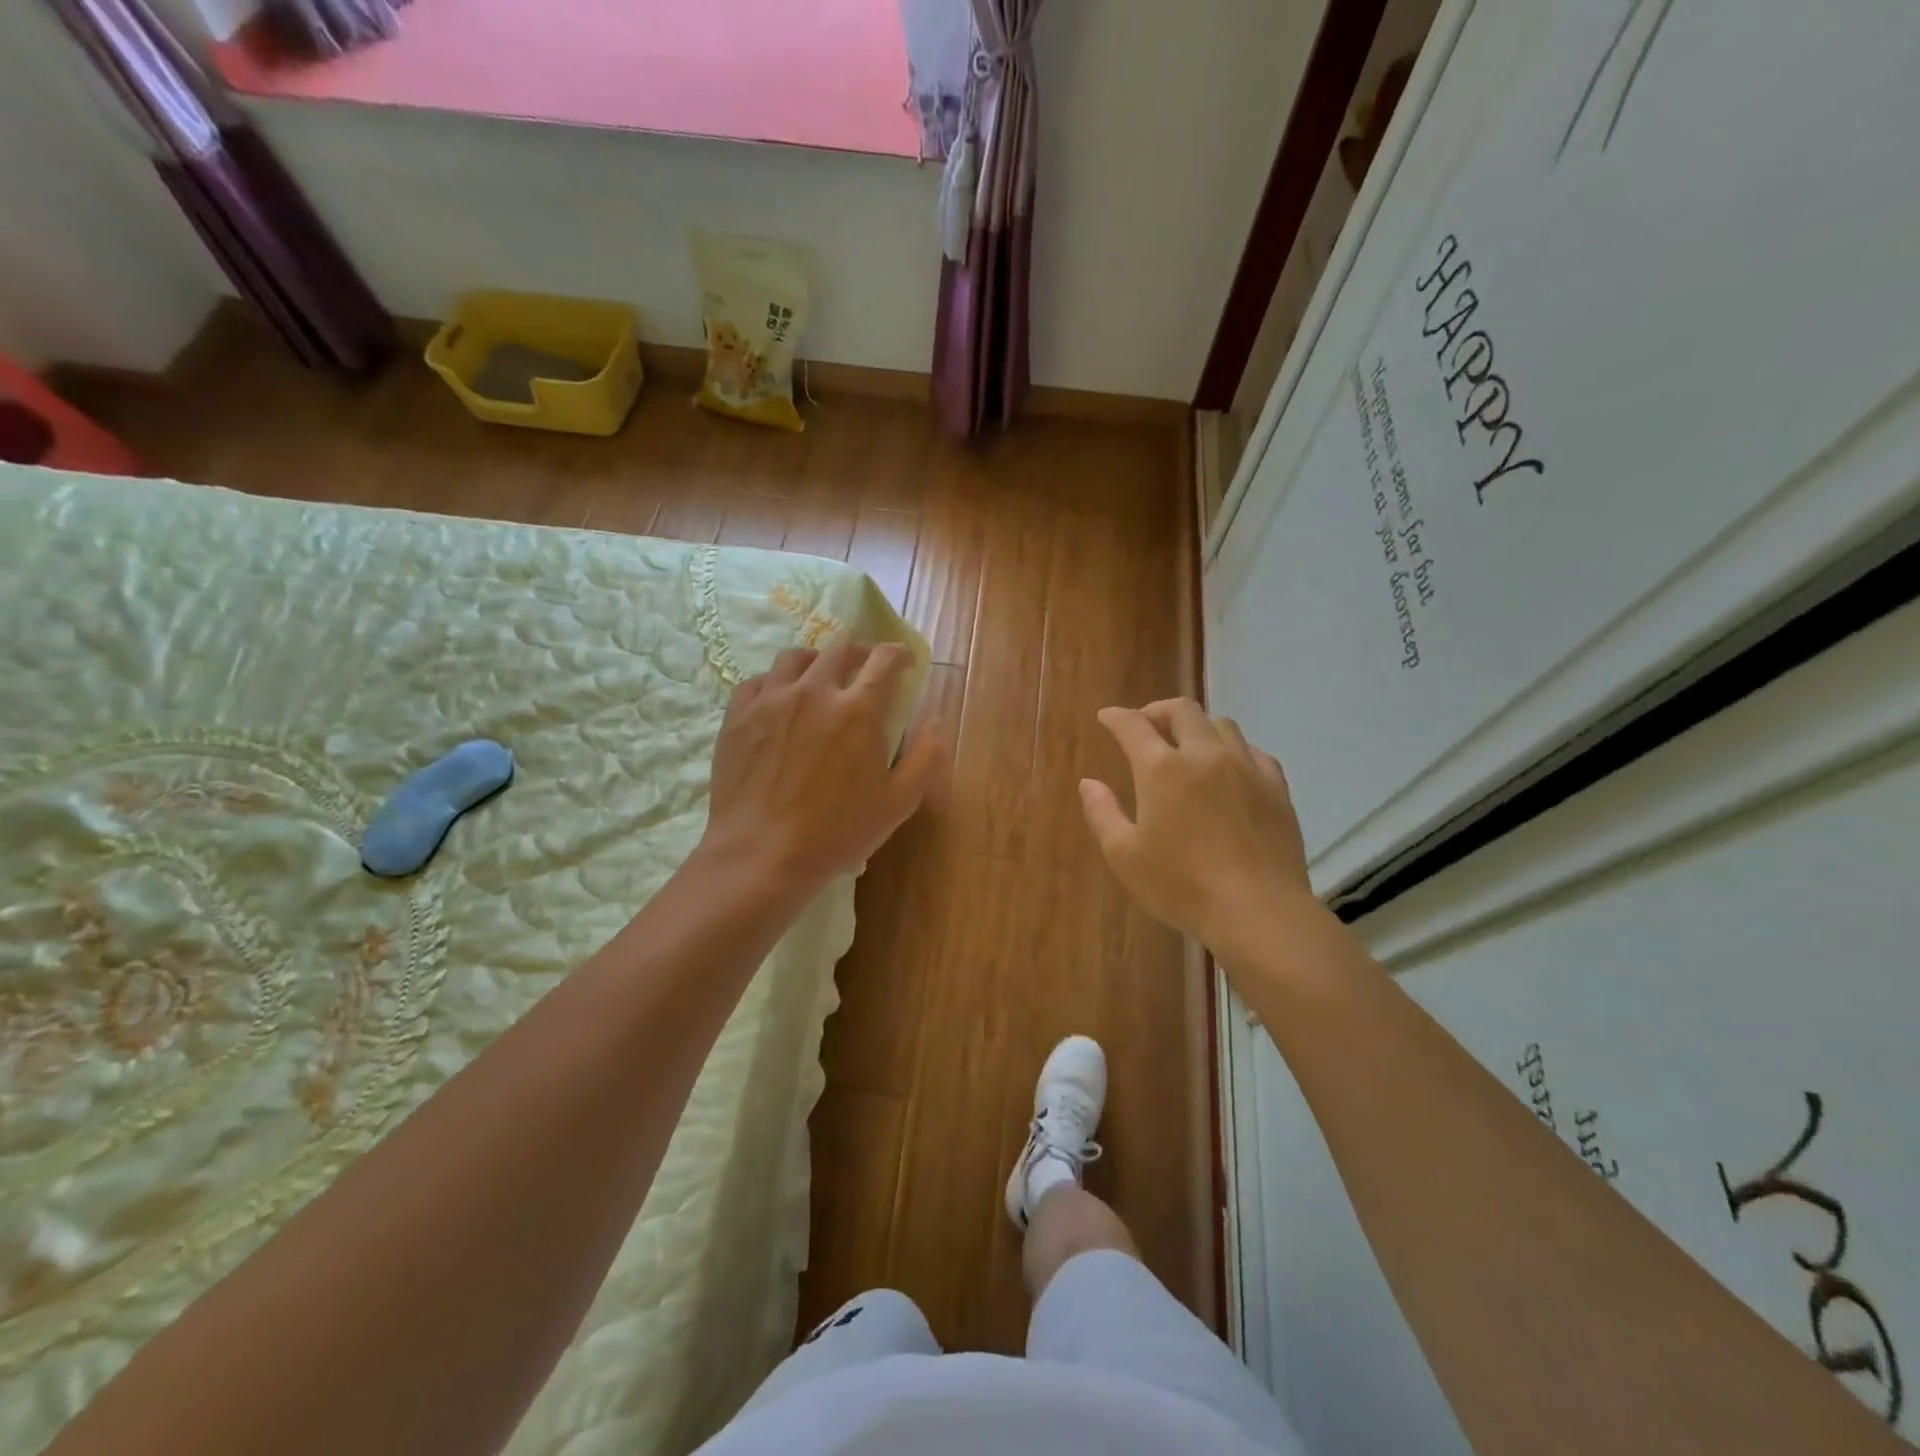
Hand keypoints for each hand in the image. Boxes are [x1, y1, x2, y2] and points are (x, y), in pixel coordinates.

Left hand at [701, 642, 945, 892]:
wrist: (761, 855)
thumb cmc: (836, 832)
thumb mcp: (898, 803)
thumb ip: (926, 757)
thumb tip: (936, 722)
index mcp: (858, 709)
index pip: (884, 660)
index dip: (900, 654)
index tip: (905, 662)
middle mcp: (814, 691)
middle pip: (839, 650)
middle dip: (860, 653)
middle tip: (866, 668)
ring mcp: (770, 700)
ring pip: (794, 657)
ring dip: (816, 660)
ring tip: (820, 677)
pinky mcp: (738, 716)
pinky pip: (757, 681)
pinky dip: (775, 682)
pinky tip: (779, 699)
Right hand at [1080, 699, 1318, 957]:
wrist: (1257, 911)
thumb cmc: (1181, 885)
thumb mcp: (1125, 855)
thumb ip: (1102, 813)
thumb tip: (1089, 783)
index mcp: (1162, 769)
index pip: (1133, 725)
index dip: (1116, 717)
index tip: (1106, 717)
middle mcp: (1205, 755)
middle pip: (1183, 710)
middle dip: (1158, 711)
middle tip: (1146, 725)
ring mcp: (1246, 768)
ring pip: (1222, 725)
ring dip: (1198, 727)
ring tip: (1188, 746)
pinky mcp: (1276, 788)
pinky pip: (1253, 752)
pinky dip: (1233, 750)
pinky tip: (1229, 769)